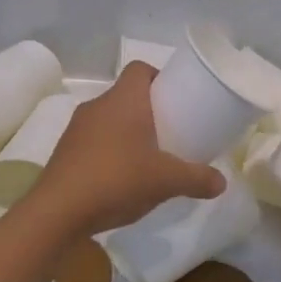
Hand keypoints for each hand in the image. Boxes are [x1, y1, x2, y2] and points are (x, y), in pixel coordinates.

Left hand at [30, 63, 226, 234]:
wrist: (58, 212)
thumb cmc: (117, 180)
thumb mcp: (167, 181)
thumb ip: (197, 178)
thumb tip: (222, 183)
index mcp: (124, 100)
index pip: (140, 69)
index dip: (158, 77)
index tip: (175, 98)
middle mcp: (97, 106)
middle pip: (126, 95)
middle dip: (149, 109)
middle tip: (171, 130)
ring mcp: (76, 129)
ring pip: (109, 119)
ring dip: (128, 131)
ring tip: (149, 156)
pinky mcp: (64, 152)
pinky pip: (94, 141)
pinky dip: (110, 151)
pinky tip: (123, 177)